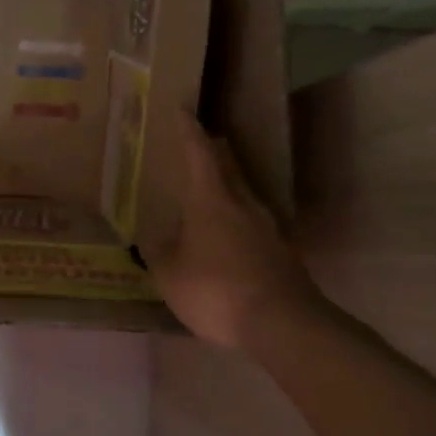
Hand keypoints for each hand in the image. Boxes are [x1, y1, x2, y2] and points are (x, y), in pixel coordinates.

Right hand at [143, 111, 319, 349]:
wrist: (284, 325)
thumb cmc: (216, 289)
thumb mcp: (169, 273)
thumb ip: (158, 251)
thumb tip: (152, 237)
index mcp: (212, 200)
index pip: (199, 153)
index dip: (188, 131)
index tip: (182, 109)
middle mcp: (244, 204)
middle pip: (229, 167)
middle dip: (214, 151)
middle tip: (201, 142)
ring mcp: (269, 228)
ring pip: (244, 195)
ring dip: (228, 186)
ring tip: (210, 190)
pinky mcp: (283, 253)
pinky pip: (253, 224)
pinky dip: (237, 219)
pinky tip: (228, 236)